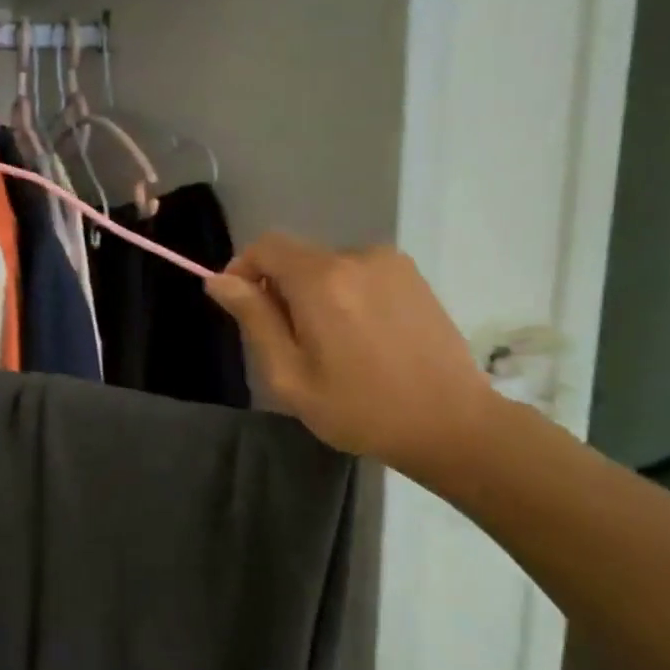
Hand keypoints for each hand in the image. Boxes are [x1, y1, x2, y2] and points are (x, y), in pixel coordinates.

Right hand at [206, 234, 495, 475]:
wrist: (451, 424)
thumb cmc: (360, 409)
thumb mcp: (289, 375)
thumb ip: (254, 319)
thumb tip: (218, 279)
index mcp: (322, 280)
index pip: (266, 246)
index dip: (244, 269)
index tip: (242, 308)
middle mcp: (357, 256)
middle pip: (298, 256)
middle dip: (280, 289)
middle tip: (288, 344)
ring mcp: (391, 263)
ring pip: (328, 266)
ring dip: (314, 294)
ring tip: (330, 346)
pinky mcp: (413, 276)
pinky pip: (359, 273)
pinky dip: (345, 295)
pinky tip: (361, 338)